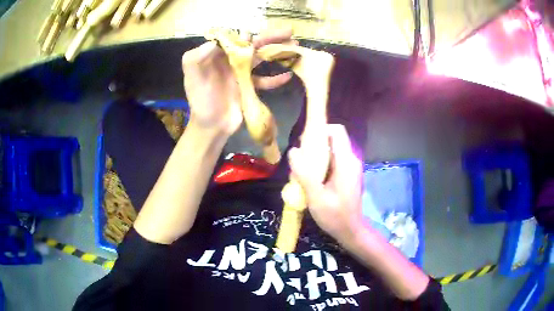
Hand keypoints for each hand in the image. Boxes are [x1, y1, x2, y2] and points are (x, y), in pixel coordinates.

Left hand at [181, 29, 294, 134]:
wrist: (211, 126)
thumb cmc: (201, 102)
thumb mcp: (192, 78)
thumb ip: (195, 58)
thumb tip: (215, 42)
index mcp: (217, 56)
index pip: (234, 39)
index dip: (247, 34)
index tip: (259, 33)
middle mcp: (230, 61)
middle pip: (252, 45)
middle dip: (270, 37)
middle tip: (289, 31)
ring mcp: (241, 73)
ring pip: (261, 58)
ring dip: (278, 52)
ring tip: (295, 46)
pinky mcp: (249, 87)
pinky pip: (264, 80)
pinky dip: (276, 78)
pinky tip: (288, 75)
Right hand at [288, 124, 363, 243]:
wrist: (351, 231)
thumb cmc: (334, 215)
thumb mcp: (316, 197)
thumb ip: (304, 173)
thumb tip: (293, 151)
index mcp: (346, 162)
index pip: (337, 131)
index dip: (321, 129)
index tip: (305, 142)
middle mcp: (351, 160)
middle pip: (333, 139)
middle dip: (315, 144)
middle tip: (300, 159)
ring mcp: (350, 167)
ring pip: (332, 150)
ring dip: (316, 156)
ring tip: (303, 171)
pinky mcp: (348, 175)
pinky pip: (334, 161)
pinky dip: (322, 164)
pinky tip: (312, 179)